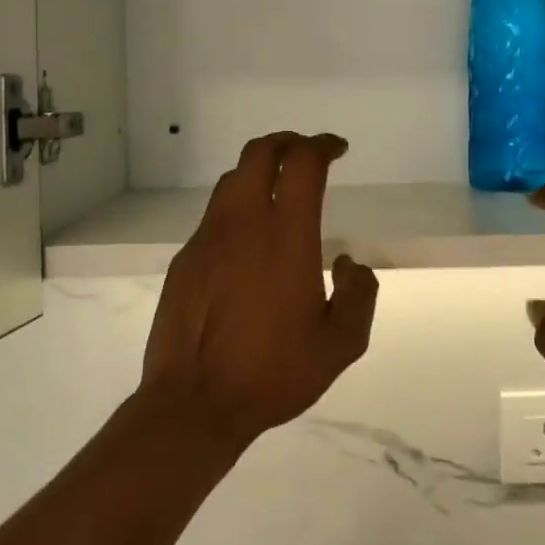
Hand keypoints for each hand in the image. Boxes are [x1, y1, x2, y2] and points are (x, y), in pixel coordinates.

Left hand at [139, 132, 379, 445]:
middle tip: (306, 154)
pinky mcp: (184, 259)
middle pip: (258, 153)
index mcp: (285, 235)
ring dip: (258, 172)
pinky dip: (236, 209)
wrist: (195, 402)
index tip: (337, 149)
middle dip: (286, 142)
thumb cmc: (274, 372)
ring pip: (231, 181)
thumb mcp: (341, 343)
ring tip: (277, 191)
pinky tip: (246, 242)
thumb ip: (359, 294)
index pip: (301, 162)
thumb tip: (348, 262)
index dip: (322, 145)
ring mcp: (207, 238)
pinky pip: (214, 217)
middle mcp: (242, 223)